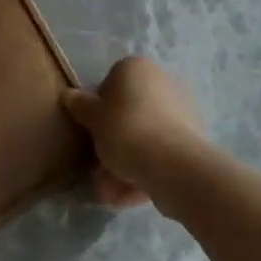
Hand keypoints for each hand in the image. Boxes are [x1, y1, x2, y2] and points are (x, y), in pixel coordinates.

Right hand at [62, 57, 209, 208]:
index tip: (93, 134)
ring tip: (112, 192)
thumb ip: (80, 106)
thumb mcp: (94, 119)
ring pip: (144, 136)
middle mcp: (161, 80)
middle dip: (113, 143)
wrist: (174, 164)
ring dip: (126, 162)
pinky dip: (147, 169)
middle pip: (128, 113)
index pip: (110, 84)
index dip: (99, 111)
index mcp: (137, 67)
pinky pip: (161, 151)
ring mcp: (180, 108)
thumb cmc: (127, 131)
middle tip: (99, 170)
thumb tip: (68, 94)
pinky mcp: (192, 136)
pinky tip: (133, 193)